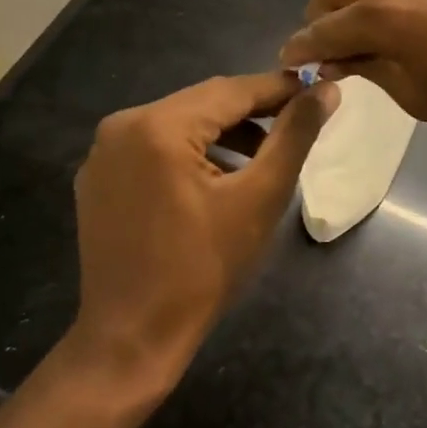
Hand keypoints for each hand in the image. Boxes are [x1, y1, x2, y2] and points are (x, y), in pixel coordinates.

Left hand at [63, 72, 337, 385]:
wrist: (132, 339)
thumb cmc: (204, 269)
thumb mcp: (260, 197)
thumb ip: (295, 135)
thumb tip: (327, 90)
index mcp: (158, 126)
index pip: (232, 90)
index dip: (279, 88)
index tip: (318, 89)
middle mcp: (123, 125)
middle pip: (204, 103)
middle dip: (253, 110)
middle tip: (298, 119)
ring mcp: (104, 152)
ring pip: (180, 123)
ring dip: (224, 131)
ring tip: (266, 152)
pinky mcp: (99, 177)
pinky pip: (156, 146)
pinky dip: (192, 150)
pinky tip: (220, 174)